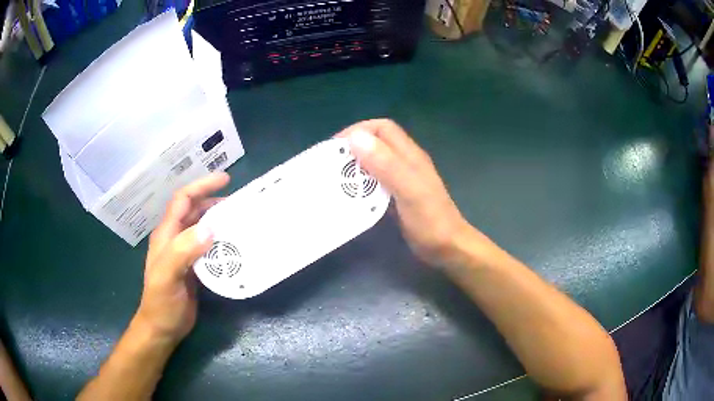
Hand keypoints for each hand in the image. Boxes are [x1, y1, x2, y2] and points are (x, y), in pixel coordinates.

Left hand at [134, 172, 229, 342]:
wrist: (162, 328)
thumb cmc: (161, 303)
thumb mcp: (168, 276)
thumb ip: (183, 251)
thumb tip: (209, 229)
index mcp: (166, 235)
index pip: (183, 200)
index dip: (202, 186)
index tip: (226, 179)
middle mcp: (175, 239)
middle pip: (194, 211)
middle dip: (214, 201)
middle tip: (239, 203)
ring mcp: (184, 254)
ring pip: (202, 229)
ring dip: (219, 222)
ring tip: (240, 222)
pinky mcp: (193, 268)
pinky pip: (208, 248)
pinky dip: (221, 243)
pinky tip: (234, 247)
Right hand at [338, 119, 474, 266]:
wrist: (447, 249)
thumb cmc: (431, 221)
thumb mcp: (409, 191)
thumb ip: (386, 164)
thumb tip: (355, 137)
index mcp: (409, 155)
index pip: (382, 128)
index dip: (359, 130)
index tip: (336, 147)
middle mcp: (405, 163)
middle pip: (376, 144)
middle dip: (352, 149)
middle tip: (330, 165)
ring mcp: (401, 180)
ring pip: (373, 164)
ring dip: (354, 168)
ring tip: (334, 180)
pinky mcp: (397, 197)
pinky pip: (375, 184)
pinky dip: (360, 186)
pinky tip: (350, 197)